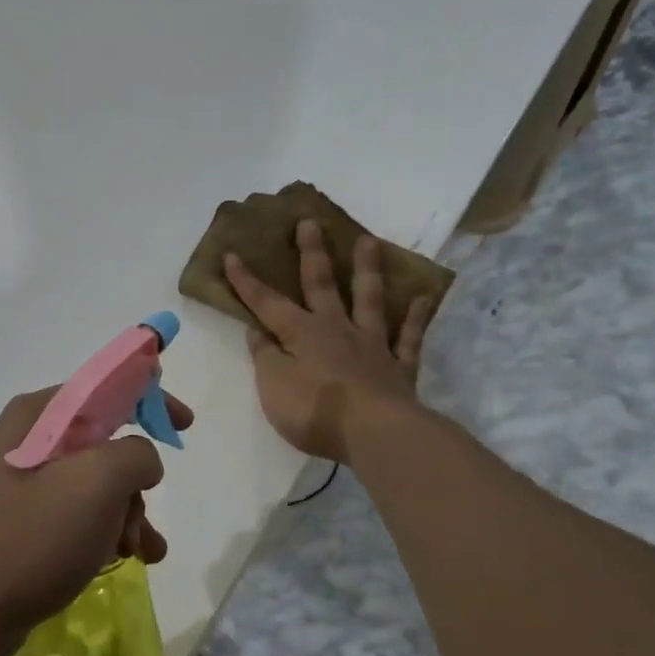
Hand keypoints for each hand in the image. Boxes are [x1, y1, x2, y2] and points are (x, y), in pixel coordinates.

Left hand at [0, 387, 193, 655]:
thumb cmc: (30, 538)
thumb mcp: (96, 484)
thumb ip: (135, 455)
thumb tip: (140, 461)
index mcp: (35, 418)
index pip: (103, 389)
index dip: (149, 399)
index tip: (184, 423)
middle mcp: (22, 443)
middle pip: (101, 445)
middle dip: (134, 483)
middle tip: (141, 518)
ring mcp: (15, 487)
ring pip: (91, 487)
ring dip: (125, 515)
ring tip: (141, 552)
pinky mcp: (16, 526)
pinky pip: (72, 517)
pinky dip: (102, 534)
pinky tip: (122, 561)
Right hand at [226, 220, 436, 462]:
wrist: (375, 434)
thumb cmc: (315, 411)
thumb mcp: (273, 386)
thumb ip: (265, 356)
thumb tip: (258, 329)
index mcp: (301, 334)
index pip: (267, 303)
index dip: (247, 281)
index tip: (233, 254)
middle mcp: (336, 329)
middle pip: (322, 284)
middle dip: (311, 253)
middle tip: (310, 221)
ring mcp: (372, 345)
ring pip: (369, 299)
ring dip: (366, 269)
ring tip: (368, 241)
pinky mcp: (399, 367)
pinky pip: (408, 337)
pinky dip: (415, 317)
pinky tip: (422, 298)